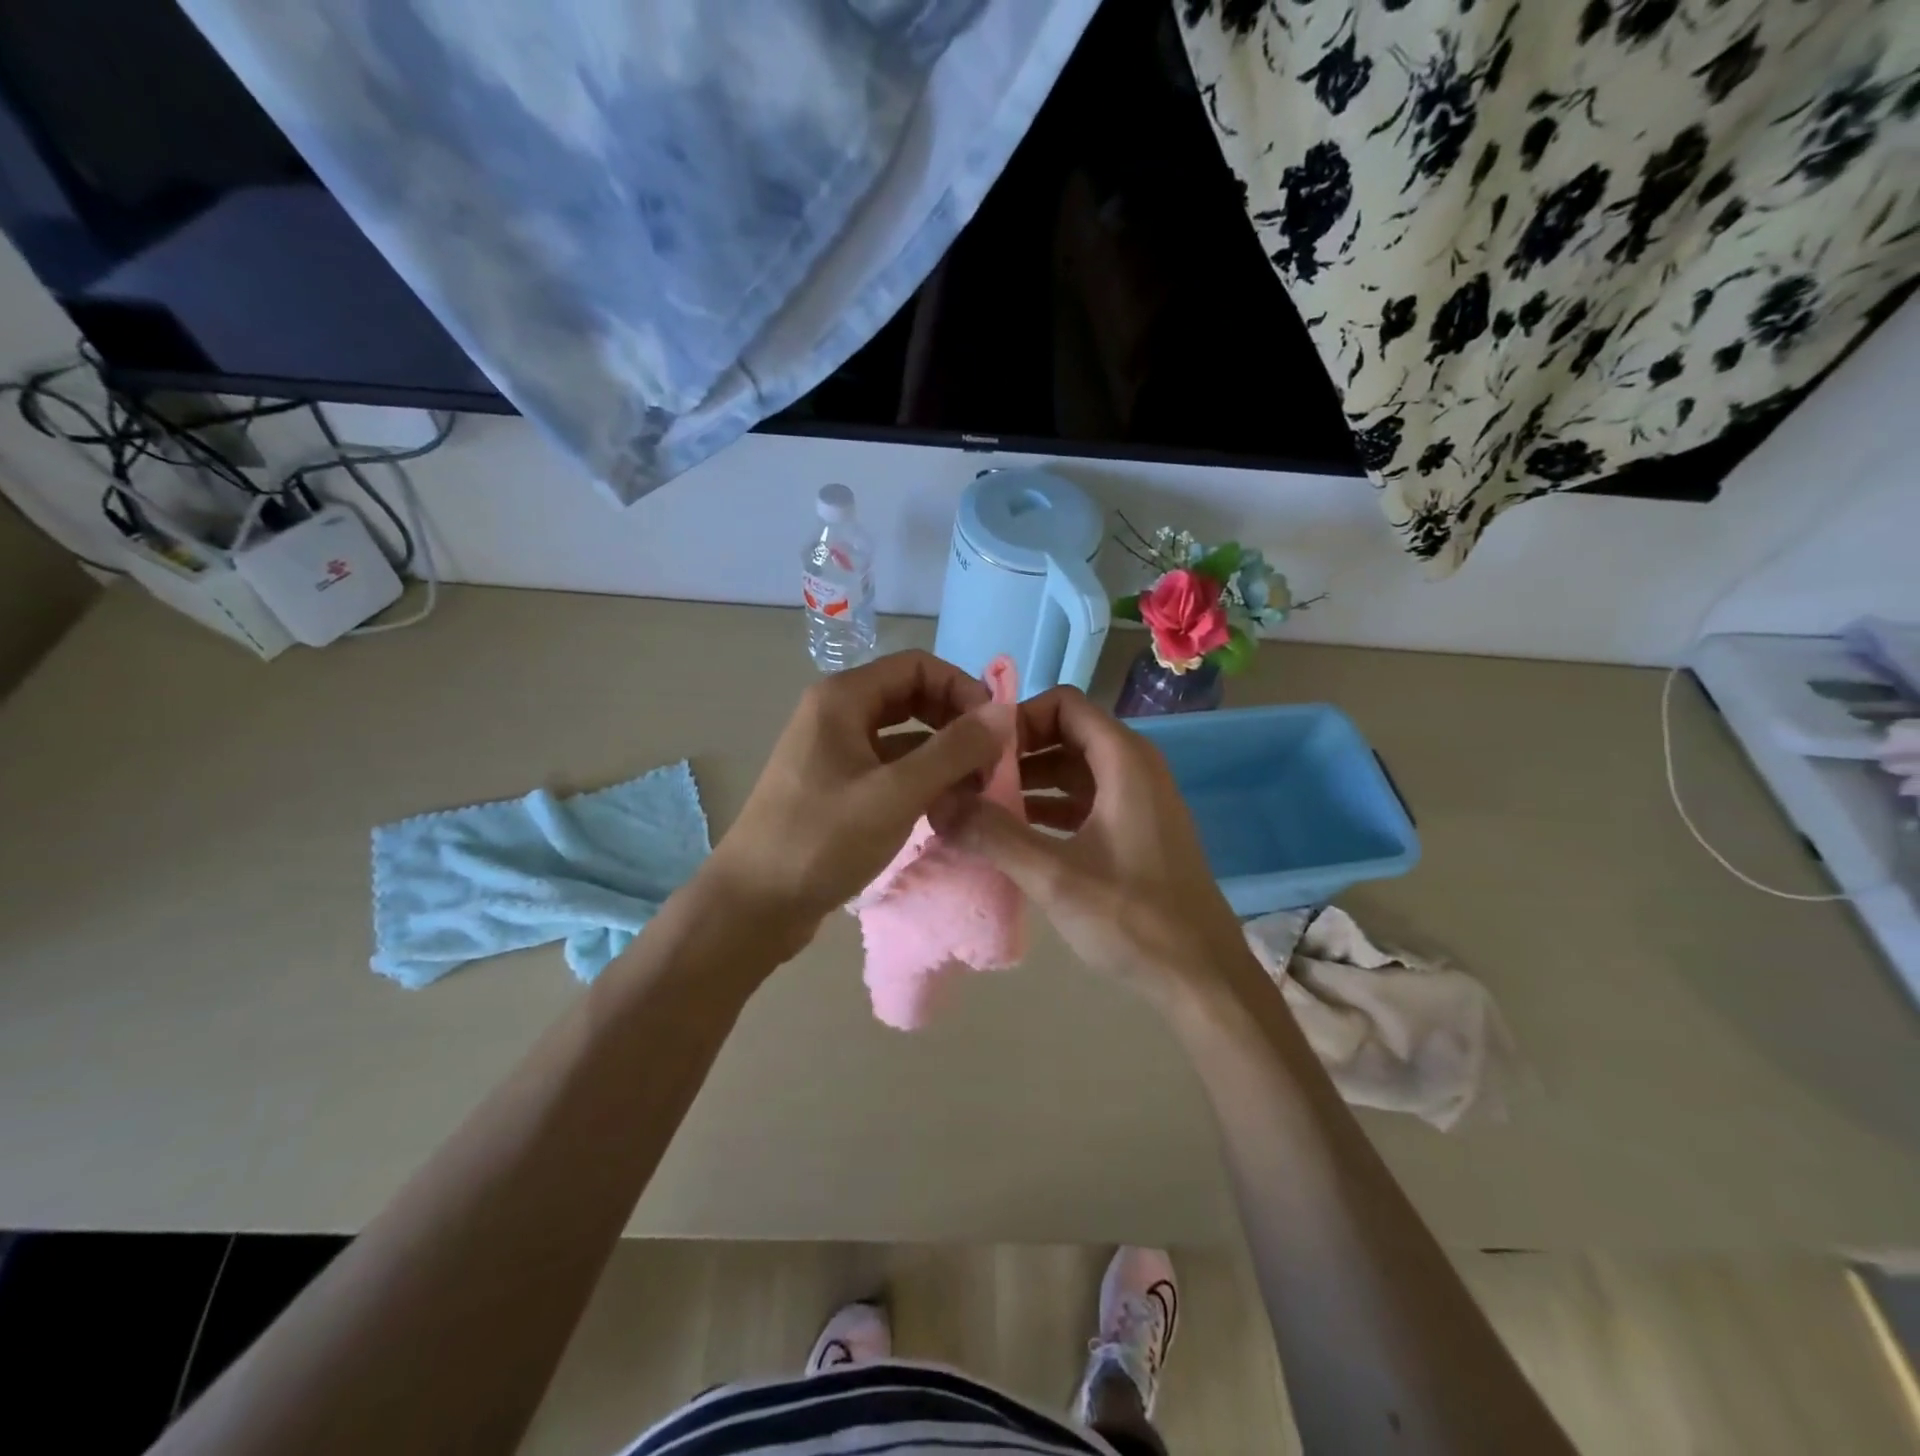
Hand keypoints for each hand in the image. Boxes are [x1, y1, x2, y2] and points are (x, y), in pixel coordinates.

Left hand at [702, 650, 999, 952]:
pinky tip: (945, 807)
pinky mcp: (836, 786)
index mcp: (843, 698)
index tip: (993, 732)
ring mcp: (834, 751)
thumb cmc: (822, 841)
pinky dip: (921, 779)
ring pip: (903, 735)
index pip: (918, 666)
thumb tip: (1003, 713)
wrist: (753, 905)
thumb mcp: (895, 794)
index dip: (962, 689)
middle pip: (912, 696)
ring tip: (975, 790)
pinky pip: (889, 766)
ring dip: (942, 754)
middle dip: (955, 723)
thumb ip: (952, 750)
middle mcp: (836, 713)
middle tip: (989, 763)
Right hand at [934, 686, 1250, 1003]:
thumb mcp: (1055, 876)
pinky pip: (1086, 800)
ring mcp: (1138, 800)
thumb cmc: (1133, 918)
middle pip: (1067, 733)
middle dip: (1017, 752)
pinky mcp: (1136, 831)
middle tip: (970, 781)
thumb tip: (937, 800)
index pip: (1063, 704)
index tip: (979, 752)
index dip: (1018, 718)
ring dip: (1030, 781)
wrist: (1202, 977)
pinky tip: (1014, 834)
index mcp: (1124, 760)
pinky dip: (1050, 807)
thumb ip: (994, 834)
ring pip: (1075, 769)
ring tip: (980, 808)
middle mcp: (1135, 767)